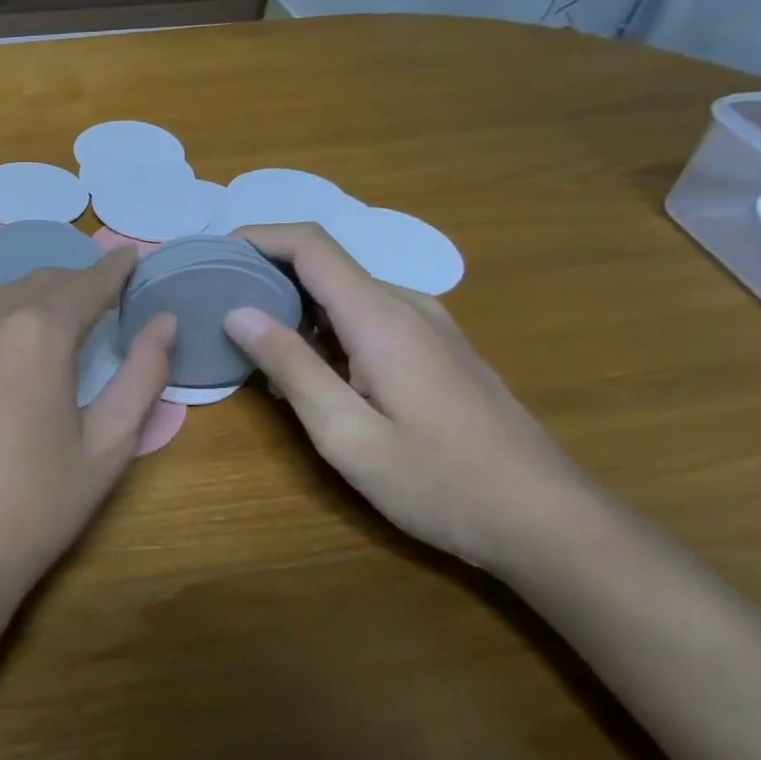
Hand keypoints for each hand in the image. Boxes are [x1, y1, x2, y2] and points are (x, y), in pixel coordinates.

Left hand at [0, 246, 174, 612]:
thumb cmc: (34, 506)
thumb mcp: (107, 445)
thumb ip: (143, 374)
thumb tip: (164, 321)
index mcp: (36, 332)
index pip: (86, 283)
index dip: (114, 269)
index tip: (132, 258)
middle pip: (41, 282)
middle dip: (77, 282)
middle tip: (105, 297)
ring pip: (1, 298)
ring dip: (37, 300)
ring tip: (63, 320)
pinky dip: (2, 321)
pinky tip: (12, 352)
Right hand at [222, 223, 592, 567]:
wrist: (548, 522)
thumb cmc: (440, 482)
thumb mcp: (347, 434)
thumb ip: (291, 367)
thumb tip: (237, 312)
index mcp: (381, 317)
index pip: (310, 245)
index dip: (256, 237)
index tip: (212, 256)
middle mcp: (406, 306)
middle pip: (324, 265)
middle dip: (265, 277)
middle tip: (217, 311)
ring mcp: (428, 326)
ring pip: (344, 293)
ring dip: (294, 308)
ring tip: (254, 351)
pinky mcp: (437, 348)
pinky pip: (367, 318)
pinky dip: (325, 330)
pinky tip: (311, 375)